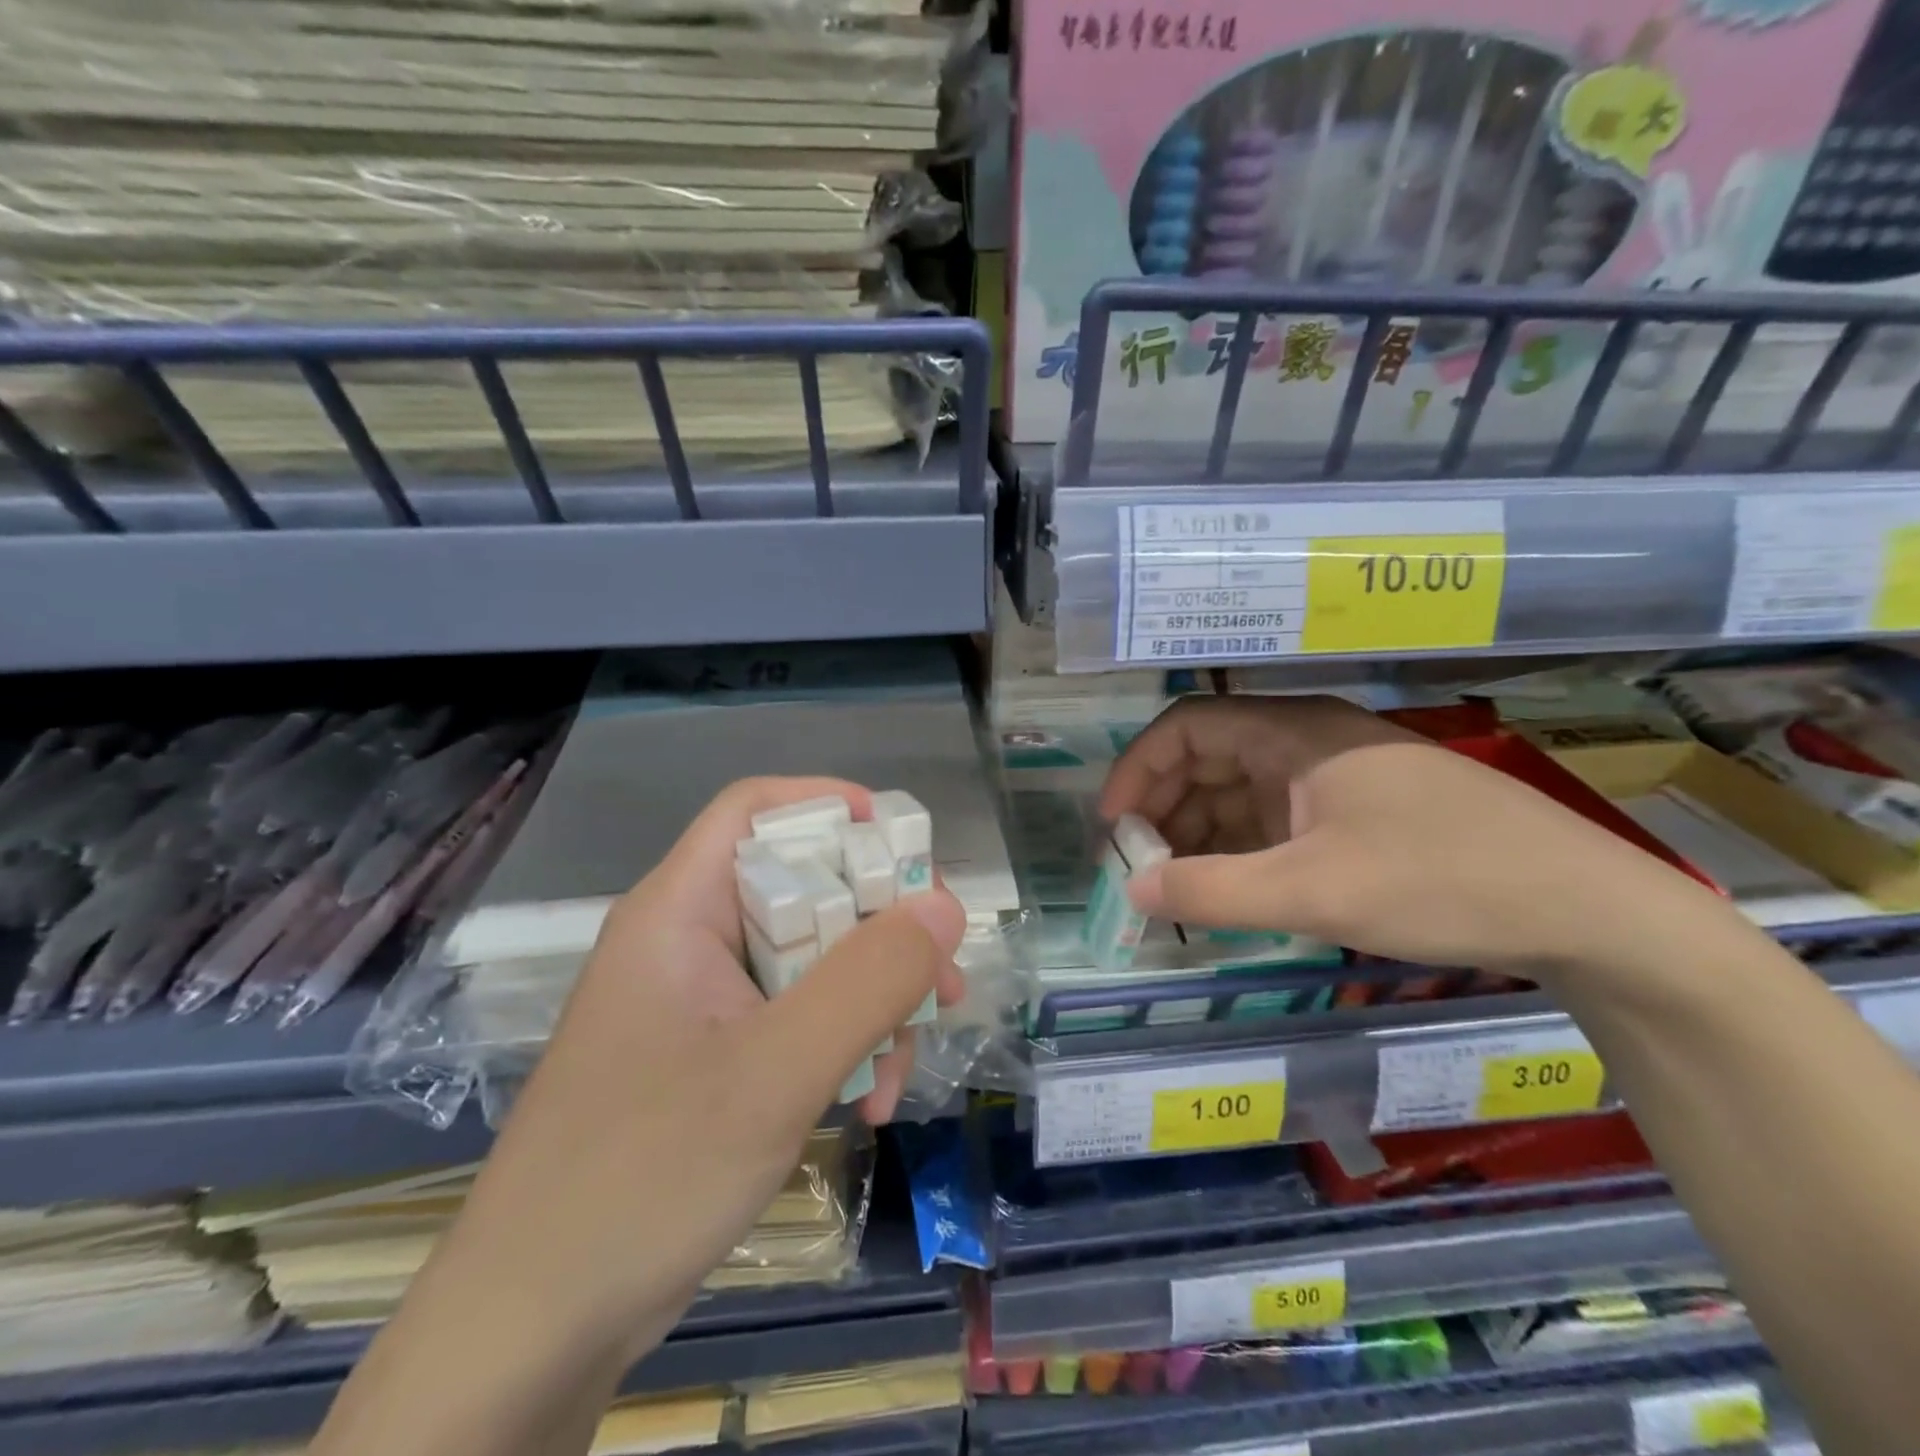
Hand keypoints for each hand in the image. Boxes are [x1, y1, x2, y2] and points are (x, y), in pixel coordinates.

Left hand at [434, 777, 965, 1367]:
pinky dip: (841, 1046)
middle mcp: (688, 942)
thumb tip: (945, 904)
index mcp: (680, 911)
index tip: (906, 848)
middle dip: (879, 927)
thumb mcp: (776, 1071)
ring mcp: (700, 1004)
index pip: (756, 810)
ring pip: (809, 960)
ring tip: (903, 1066)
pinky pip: (795, 1018)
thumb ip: (868, 980)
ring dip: (869, 1000)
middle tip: (941, 974)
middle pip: (800, 888)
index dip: (832, 805)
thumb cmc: (643, 1177)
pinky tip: (868, 1103)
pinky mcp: (711, 1059)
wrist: (530, 1333)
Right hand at [1099, 695, 1722, 976]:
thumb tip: (1131, 891)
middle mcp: (1309, 742)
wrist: (1589, 910)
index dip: (1139, 770)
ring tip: (1178, 888)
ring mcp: (1336, 779)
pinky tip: (1232, 890)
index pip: (1187, 727)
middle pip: (1209, 759)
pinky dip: (1242, 851)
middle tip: (1140, 868)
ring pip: (1241, 794)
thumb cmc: (1442, 881)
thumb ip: (1213, 892)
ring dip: (1200, 834)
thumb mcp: (1314, 893)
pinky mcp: (1359, 814)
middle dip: (1165, 808)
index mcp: (1294, 733)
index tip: (1115, 827)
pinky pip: (1276, 821)